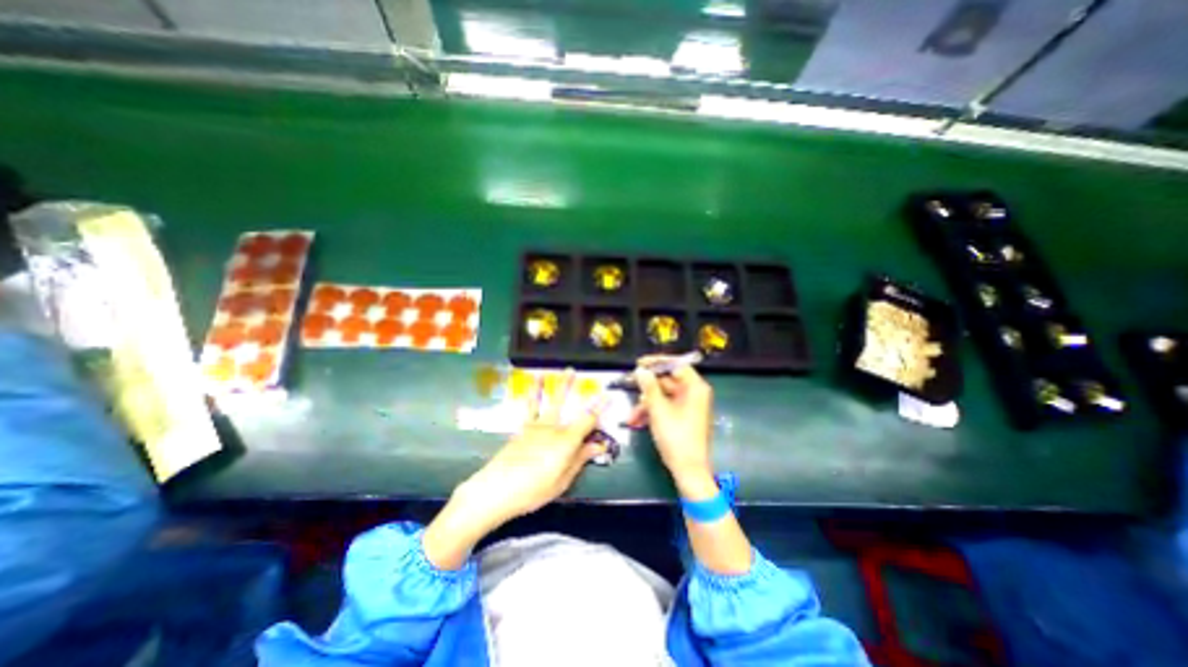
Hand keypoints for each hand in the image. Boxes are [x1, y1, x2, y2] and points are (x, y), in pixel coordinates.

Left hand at [456, 370, 602, 526]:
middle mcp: (551, 427)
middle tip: (572, 370)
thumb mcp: (563, 480)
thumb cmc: (534, 489)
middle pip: (563, 402)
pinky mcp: (521, 429)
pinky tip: (530, 391)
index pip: (588, 419)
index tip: (608, 395)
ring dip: (547, 385)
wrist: (496, 489)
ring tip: (547, 373)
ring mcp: (534, 426)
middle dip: (569, 386)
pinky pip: (528, 409)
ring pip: (543, 401)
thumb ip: (580, 459)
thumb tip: (598, 445)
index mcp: (566, 440)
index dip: (600, 407)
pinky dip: (531, 397)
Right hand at [623, 357, 714, 498]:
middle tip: (629, 385)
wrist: (689, 471)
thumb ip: (649, 387)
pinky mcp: (683, 417)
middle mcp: (694, 393)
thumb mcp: (659, 410)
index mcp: (695, 387)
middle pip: (667, 381)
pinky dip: (652, 413)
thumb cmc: (676, 437)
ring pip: (663, 396)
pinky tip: (637, 422)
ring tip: (631, 416)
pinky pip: (666, 408)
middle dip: (647, 389)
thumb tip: (641, 370)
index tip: (639, 363)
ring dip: (646, 405)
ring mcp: (689, 406)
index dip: (657, 362)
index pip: (676, 365)